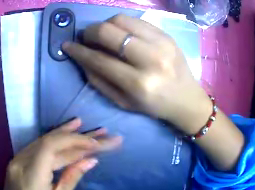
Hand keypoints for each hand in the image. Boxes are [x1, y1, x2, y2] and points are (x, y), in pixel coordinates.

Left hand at [0, 118, 121, 189]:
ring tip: (93, 128)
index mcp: (31, 180)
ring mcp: (18, 158)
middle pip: (52, 142)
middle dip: (80, 137)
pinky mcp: (20, 156)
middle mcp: (21, 164)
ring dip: (71, 133)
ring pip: (47, 139)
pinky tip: (71, 128)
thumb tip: (91, 160)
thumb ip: (71, 179)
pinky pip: (42, 144)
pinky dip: (59, 137)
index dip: (74, 141)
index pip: (50, 149)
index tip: (96, 144)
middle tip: (104, 133)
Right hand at [62, 14, 210, 134]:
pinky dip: (122, 24)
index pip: (99, 59)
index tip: (67, 45)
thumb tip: (81, 58)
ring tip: (105, 35)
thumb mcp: (123, 102)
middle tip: (87, 38)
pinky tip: (122, 33)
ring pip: (121, 19)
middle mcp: (151, 59)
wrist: (187, 99)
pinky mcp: (167, 35)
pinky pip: (136, 20)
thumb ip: (99, 80)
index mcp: (139, 84)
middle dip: (90, 32)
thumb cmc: (154, 105)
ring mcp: (161, 43)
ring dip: (106, 25)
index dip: (79, 51)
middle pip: (109, 32)